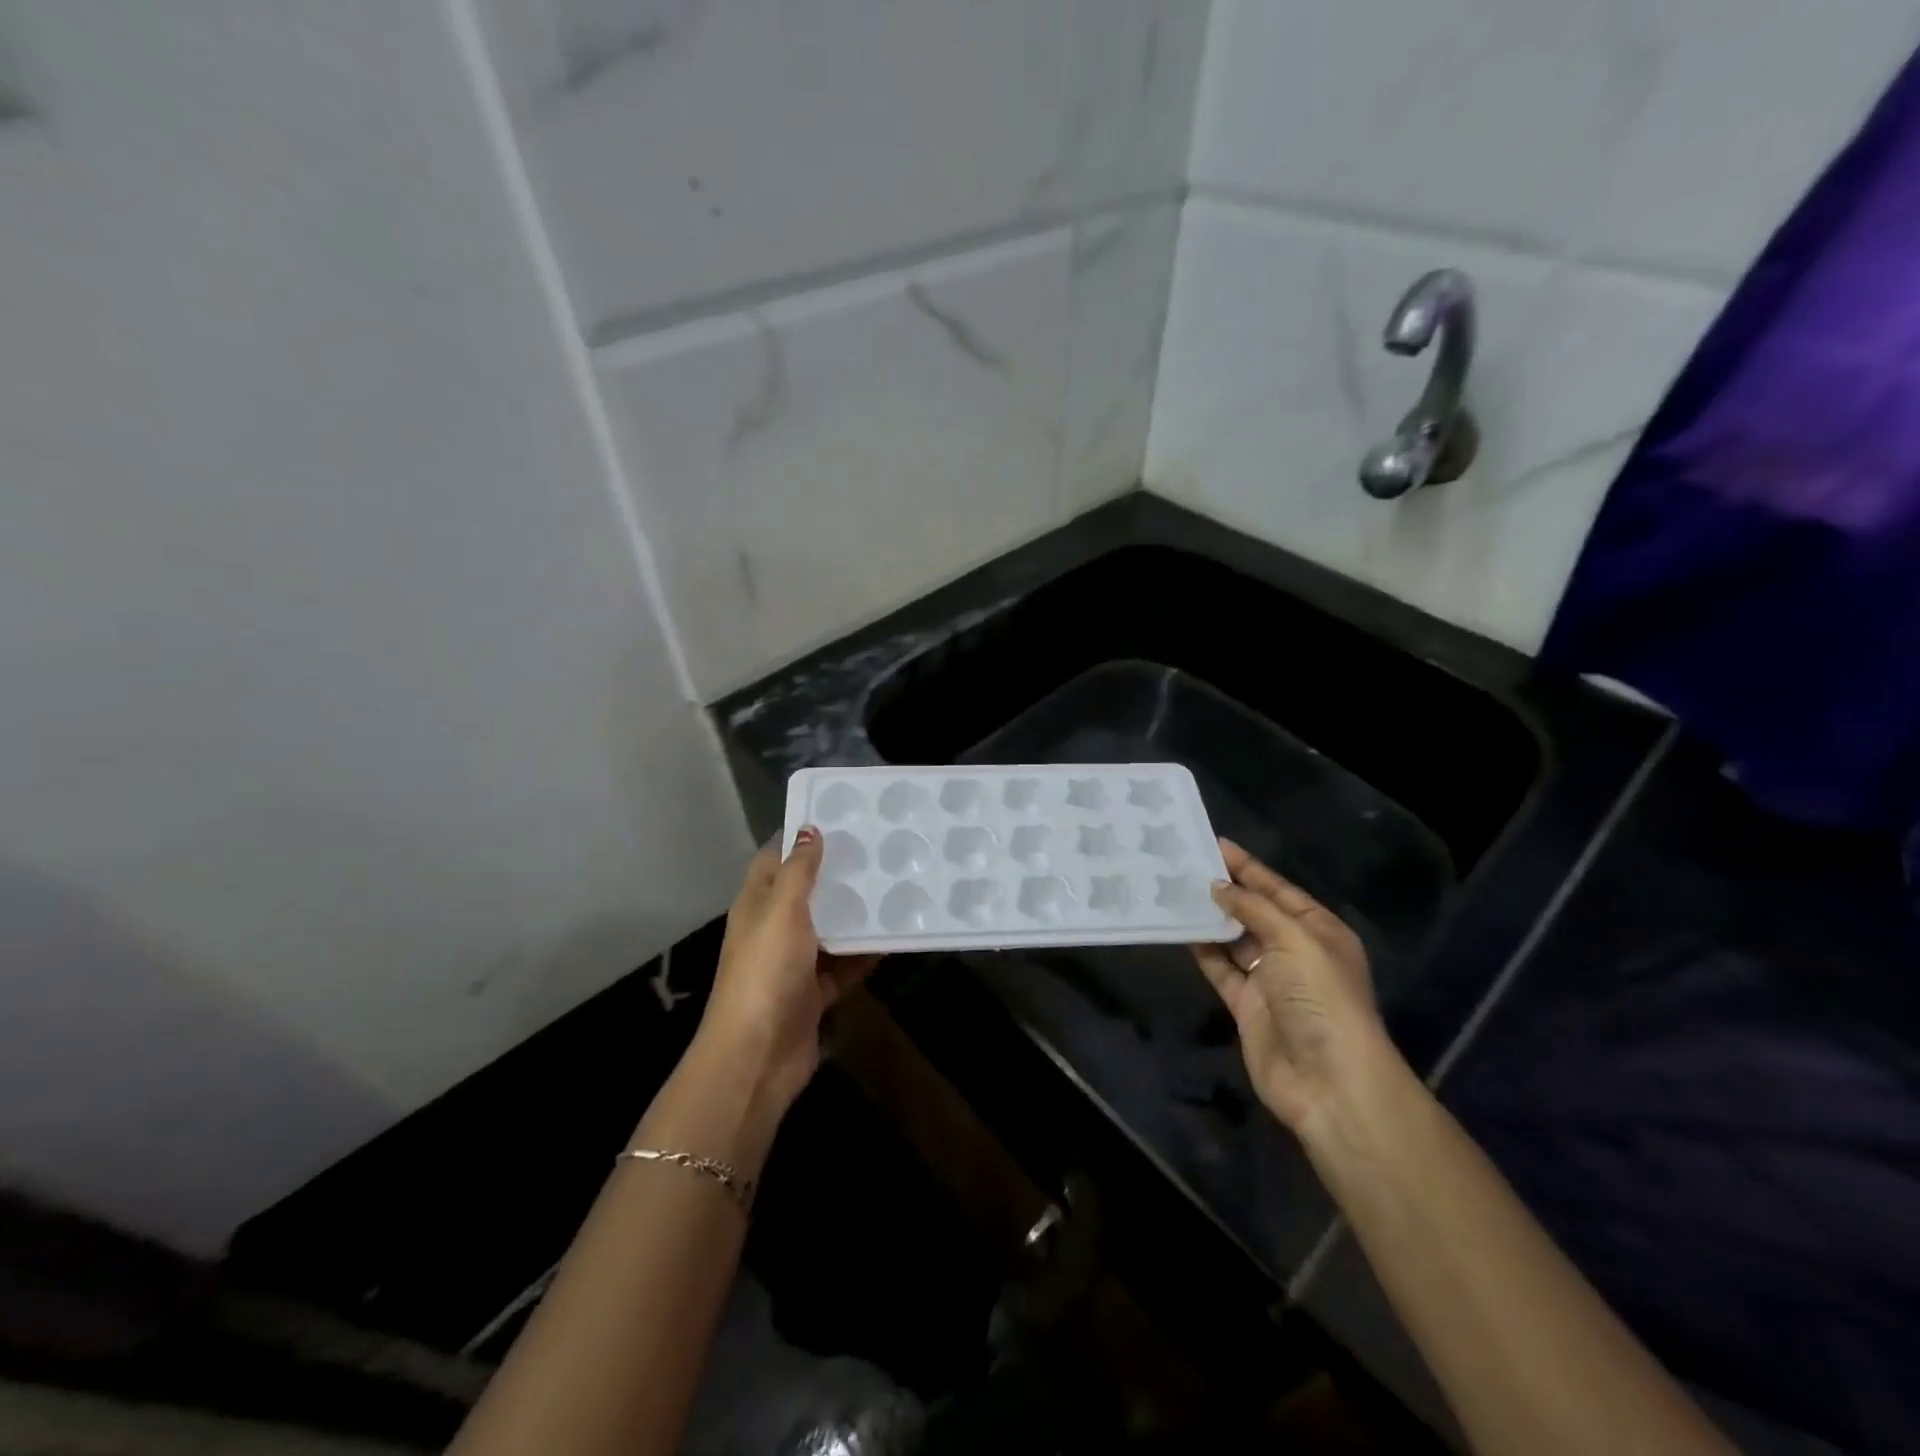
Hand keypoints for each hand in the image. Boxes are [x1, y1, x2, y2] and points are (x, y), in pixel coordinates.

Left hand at [698, 827, 880, 1118]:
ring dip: (856, 913)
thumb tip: (810, 829)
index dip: (801, 837)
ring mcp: (794, 962)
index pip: (776, 858)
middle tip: (880, 848)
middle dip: (838, 873)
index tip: (840, 815)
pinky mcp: (814, 992)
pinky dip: (865, 954)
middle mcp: (774, 928)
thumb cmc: (765, 972)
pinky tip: (895, 937)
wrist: (758, 1056)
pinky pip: (845, 966)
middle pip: (808, 892)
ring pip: (830, 928)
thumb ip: (799, 871)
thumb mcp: (782, 911)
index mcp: (758, 904)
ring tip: (895, 885)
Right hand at [1191, 839, 1392, 1138]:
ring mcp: (1270, 980)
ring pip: (1234, 939)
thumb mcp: (1295, 940)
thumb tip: (1219, 887)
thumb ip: (1255, 909)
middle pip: (1255, 912)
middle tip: (1186, 865)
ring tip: (1175, 891)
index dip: (1248, 868)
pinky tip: (1180, 930)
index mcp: (1319, 931)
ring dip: (1210, 919)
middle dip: (1226, 891)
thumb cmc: (1321, 998)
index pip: (1278, 890)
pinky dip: (1203, 950)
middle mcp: (1295, 952)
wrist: (1329, 1081)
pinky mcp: (1246, 1005)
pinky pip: (1221, 969)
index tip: (1214, 844)